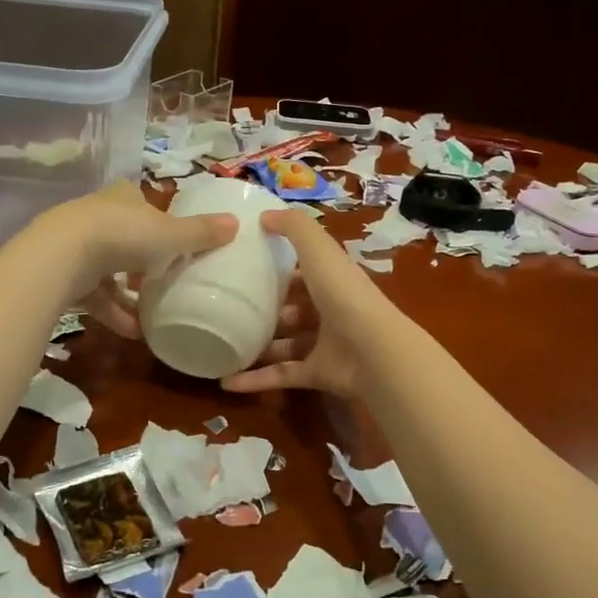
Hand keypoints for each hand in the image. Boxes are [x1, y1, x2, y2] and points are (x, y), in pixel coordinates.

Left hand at [48, 182, 236, 337]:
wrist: (62, 256)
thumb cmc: (123, 234)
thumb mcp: (170, 234)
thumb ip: (201, 232)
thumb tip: (236, 222)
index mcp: (122, 198)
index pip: (140, 202)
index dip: (157, 220)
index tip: (172, 241)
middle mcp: (97, 216)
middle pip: (124, 236)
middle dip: (143, 261)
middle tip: (166, 279)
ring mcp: (76, 246)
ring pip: (109, 269)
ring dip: (130, 295)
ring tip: (155, 315)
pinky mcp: (64, 275)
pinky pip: (96, 296)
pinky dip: (115, 313)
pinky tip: (135, 333)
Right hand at [222, 208, 386, 396]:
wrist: (374, 351)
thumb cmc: (344, 294)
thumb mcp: (319, 249)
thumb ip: (294, 227)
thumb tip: (264, 214)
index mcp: (332, 279)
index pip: (305, 270)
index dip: (280, 267)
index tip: (246, 265)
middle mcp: (329, 310)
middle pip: (293, 308)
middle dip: (266, 308)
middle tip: (230, 306)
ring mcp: (324, 344)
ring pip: (286, 343)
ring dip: (258, 344)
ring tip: (223, 342)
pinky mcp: (317, 373)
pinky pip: (281, 375)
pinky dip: (256, 380)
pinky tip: (226, 382)